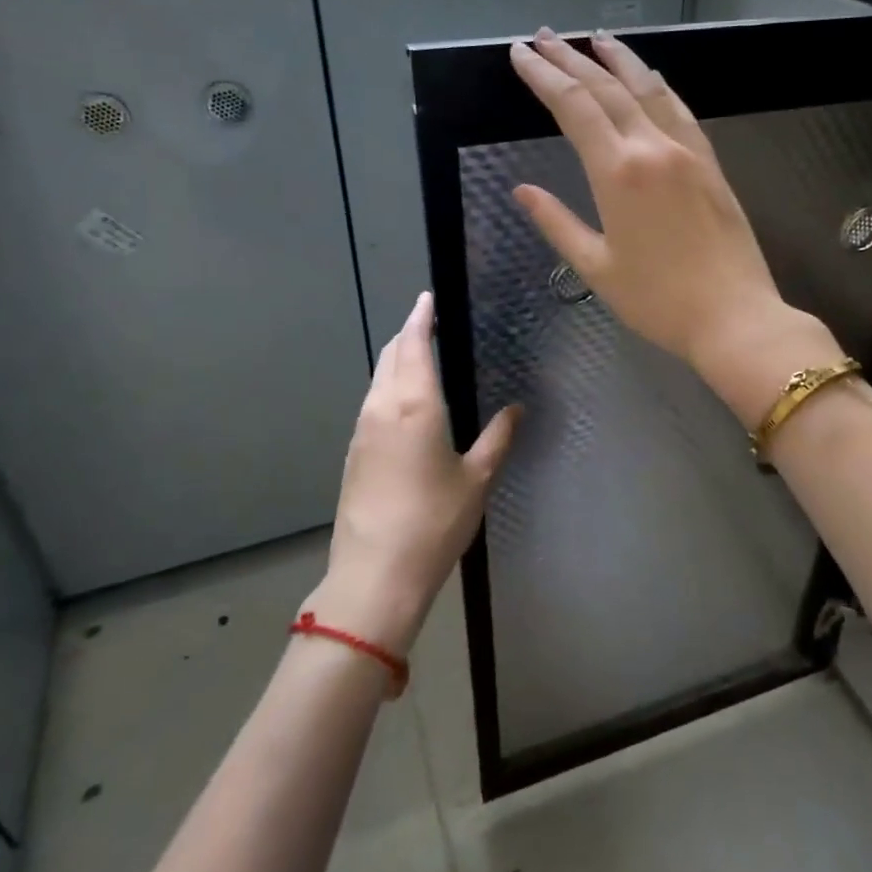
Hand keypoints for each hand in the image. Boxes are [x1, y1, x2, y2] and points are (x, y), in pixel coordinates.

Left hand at [305, 292, 518, 656]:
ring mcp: (362, 430)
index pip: (415, 345)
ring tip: (419, 353)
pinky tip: (405, 401)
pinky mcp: (354, 452)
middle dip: (408, 332)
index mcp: (415, 405)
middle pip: (391, 355)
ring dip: (396, 358)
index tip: (428, 297)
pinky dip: (388, 385)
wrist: (375, 574)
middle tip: (428, 319)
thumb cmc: (434, 522)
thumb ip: (498, 438)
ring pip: (377, 378)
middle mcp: (382, 408)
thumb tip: (517, 409)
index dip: (421, 317)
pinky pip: (372, 402)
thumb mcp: (477, 479)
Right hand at [509, 28, 839, 421]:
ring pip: (648, 89)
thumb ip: (557, 223)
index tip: (520, 54)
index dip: (543, 76)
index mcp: (618, 173)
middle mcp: (653, 148)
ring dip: (618, 59)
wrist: (735, 317)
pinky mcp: (710, 163)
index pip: (573, 107)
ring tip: (594, 38)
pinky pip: (680, 110)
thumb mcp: (597, 268)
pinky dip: (658, 86)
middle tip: (544, 37)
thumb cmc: (658, 301)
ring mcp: (687, 151)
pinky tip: (649, 76)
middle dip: (571, 58)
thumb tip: (523, 192)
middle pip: (607, 88)